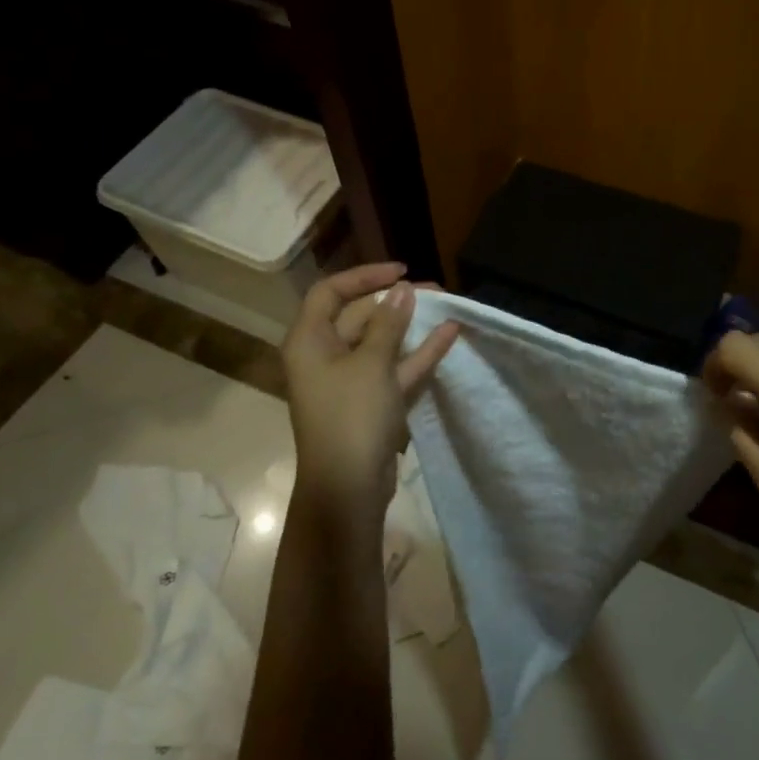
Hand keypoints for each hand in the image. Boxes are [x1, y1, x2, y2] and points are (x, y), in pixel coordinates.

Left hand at [283, 263, 458, 523]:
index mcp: (309, 341)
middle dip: (396, 301)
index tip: (401, 271)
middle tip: (434, 290)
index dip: (364, 276)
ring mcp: (349, 381)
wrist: (348, 488)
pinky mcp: (370, 402)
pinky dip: (418, 353)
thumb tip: (402, 291)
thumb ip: (389, 324)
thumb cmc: (351, 417)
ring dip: (411, 326)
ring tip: (446, 306)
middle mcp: (325, 356)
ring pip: (381, 342)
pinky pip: (394, 368)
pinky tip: (449, 335)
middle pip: (359, 316)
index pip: (331, 292)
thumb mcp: (372, 364)